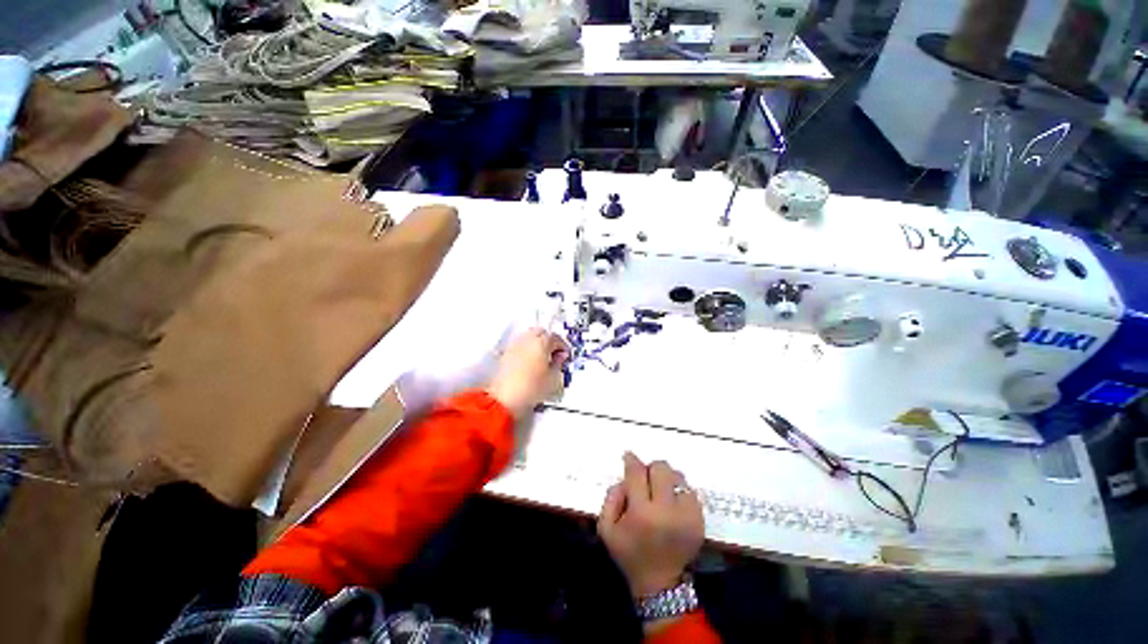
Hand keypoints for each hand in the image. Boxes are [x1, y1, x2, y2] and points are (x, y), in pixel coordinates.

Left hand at [486, 328, 568, 418]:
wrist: (504, 399)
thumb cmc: (531, 389)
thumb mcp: (553, 379)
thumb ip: (559, 364)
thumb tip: (559, 358)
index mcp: (541, 342)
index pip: (557, 338)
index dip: (564, 347)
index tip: (566, 356)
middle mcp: (527, 339)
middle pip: (542, 333)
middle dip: (550, 342)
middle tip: (556, 354)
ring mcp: (515, 345)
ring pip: (530, 337)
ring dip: (538, 344)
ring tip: (543, 358)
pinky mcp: (506, 353)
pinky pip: (520, 345)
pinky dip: (528, 349)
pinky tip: (531, 362)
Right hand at [597, 452, 704, 598]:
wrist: (659, 583)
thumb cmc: (630, 553)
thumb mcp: (607, 528)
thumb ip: (611, 497)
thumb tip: (626, 477)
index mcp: (642, 514)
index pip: (637, 473)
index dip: (632, 461)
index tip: (629, 456)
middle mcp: (667, 511)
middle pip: (661, 468)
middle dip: (650, 470)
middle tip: (646, 480)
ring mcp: (687, 515)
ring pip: (678, 476)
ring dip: (666, 479)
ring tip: (660, 493)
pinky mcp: (700, 520)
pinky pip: (690, 490)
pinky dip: (679, 491)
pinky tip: (672, 503)